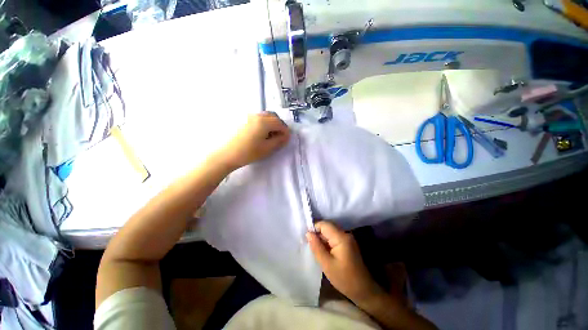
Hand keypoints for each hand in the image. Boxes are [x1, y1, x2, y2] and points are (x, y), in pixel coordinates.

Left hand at [218, 112, 289, 169]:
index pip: (280, 123)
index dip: (285, 131)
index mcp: (264, 122)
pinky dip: (265, 123)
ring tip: (272, 135)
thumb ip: (279, 141)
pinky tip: (262, 133)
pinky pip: (259, 118)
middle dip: (279, 125)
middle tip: (280, 136)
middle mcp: (257, 116)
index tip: (287, 139)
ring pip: (266, 116)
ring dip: (272, 123)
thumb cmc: (249, 152)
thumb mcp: (267, 148)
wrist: (228, 154)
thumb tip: (286, 136)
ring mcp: (249, 117)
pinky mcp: (244, 120)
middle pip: (273, 116)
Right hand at [307, 221, 383, 303]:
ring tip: (315, 248)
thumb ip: (316, 247)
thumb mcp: (327, 264)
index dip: (314, 228)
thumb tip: (308, 233)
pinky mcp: (347, 243)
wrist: (364, 290)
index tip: (307, 238)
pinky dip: (327, 241)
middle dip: (317, 233)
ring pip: (330, 231)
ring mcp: (347, 238)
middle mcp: (345, 234)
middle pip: (327, 226)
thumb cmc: (344, 279)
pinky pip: (334, 237)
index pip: (324, 224)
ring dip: (322, 237)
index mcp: (341, 237)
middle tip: (309, 244)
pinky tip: (323, 250)